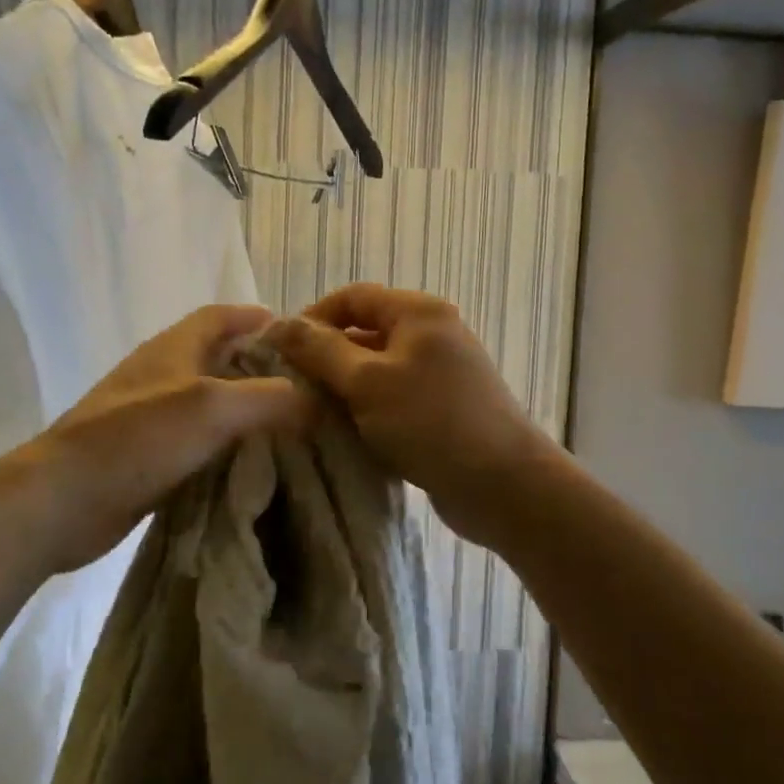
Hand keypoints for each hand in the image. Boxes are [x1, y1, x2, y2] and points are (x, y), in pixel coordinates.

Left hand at [12, 304, 310, 575]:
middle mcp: (160, 376)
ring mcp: (149, 418)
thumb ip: (266, 398)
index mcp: (172, 349)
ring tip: (288, 424)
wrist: (61, 500)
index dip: (253, 317)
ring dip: (242, 407)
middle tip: (303, 385)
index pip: (218, 316)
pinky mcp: (145, 457)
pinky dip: (223, 444)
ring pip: (207, 402)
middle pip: (215, 358)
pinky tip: (250, 463)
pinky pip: (195, 441)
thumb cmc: (136, 439)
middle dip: (256, 365)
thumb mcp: (211, 408)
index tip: (296, 330)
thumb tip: (313, 399)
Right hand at [270, 284, 554, 546]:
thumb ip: (320, 350)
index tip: (282, 352)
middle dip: (327, 355)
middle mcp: (433, 332)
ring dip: (345, 385)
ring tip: (315, 412)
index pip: (352, 297)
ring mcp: (441, 371)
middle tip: (294, 387)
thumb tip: (278, 324)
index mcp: (418, 312)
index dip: (313, 318)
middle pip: (365, 331)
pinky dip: (369, 408)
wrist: (504, 486)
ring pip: (378, 367)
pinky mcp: (443, 406)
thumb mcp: (366, 383)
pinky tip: (349, 432)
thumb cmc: (431, 423)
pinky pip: (394, 395)